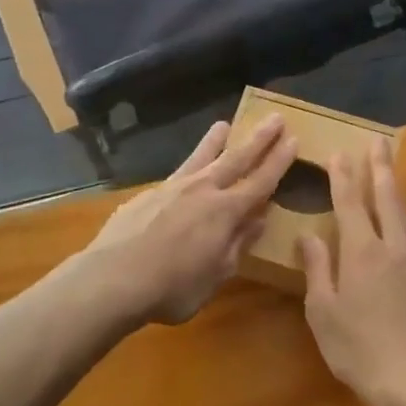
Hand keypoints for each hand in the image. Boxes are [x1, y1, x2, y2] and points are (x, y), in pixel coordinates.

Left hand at [86, 116, 295, 323]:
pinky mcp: (148, 193)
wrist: (112, 278)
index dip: (279, 161)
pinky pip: (177, 174)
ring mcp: (173, 188)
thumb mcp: (216, 275)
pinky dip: (188, 167)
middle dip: (259, 138)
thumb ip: (237, 244)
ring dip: (216, 141)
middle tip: (275, 117)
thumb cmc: (172, 288)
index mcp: (226, 212)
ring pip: (201, 157)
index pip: (261, 181)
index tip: (293, 139)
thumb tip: (258, 219)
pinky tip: (186, 174)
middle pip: (237, 158)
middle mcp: (203, 190)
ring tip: (224, 124)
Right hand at [299, 138, 405, 405]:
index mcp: (363, 252)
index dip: (344, 176)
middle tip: (379, 142)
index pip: (351, 203)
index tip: (340, 153)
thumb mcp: (324, 312)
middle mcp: (395, 247)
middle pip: (388, 198)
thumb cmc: (360, 349)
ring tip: (392, 177)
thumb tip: (309, 236)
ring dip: (398, 192)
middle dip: (381, 167)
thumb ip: (318, 269)